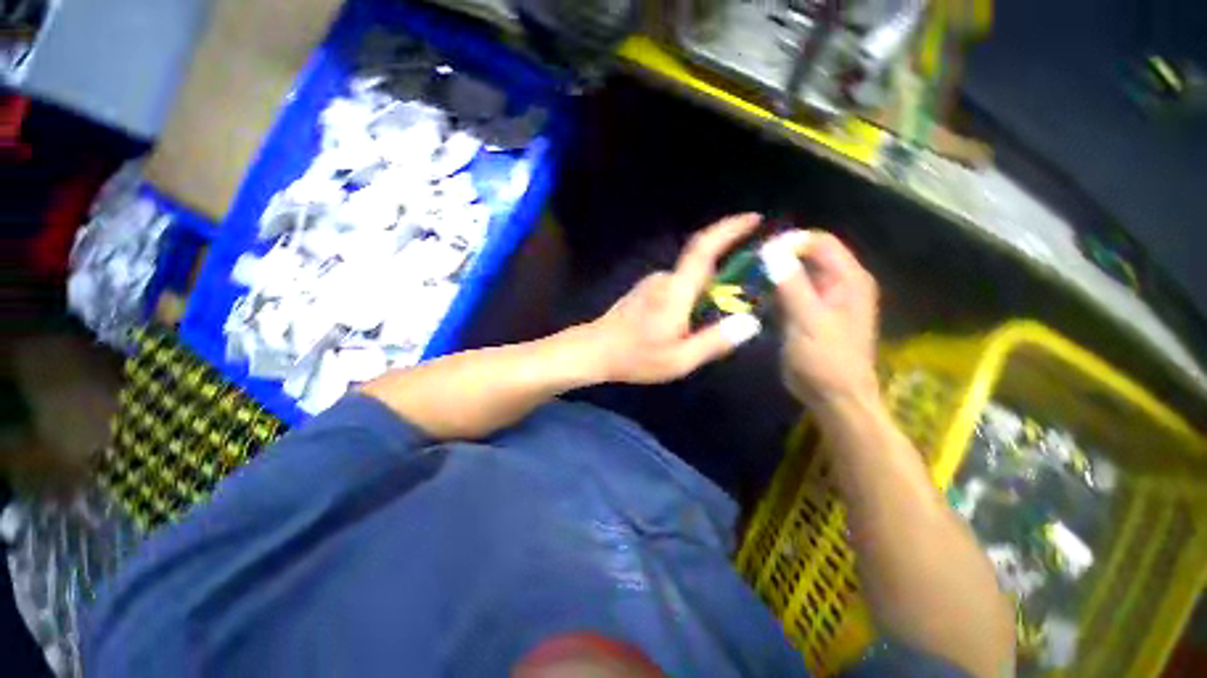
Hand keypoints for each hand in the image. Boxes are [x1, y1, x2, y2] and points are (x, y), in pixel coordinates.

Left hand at [588, 214, 764, 384]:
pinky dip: (688, 301)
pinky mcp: (645, 290)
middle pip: (702, 267)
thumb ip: (715, 340)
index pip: (704, 248)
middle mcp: (664, 278)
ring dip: (703, 297)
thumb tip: (749, 323)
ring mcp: (652, 283)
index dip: (729, 229)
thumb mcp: (680, 359)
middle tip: (729, 313)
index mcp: (675, 290)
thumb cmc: (635, 357)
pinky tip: (680, 329)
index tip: (754, 219)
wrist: (595, 350)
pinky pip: (677, 289)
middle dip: (723, 281)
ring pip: (689, 282)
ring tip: (698, 331)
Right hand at [761, 230, 880, 409]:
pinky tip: (755, 299)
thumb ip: (791, 283)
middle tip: (748, 268)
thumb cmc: (826, 359)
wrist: (833, 396)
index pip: (819, 242)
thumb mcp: (808, 320)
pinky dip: (773, 293)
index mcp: (848, 279)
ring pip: (795, 275)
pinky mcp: (809, 313)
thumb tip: (771, 250)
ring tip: (747, 283)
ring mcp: (823, 299)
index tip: (759, 253)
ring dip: (772, 277)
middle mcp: (838, 283)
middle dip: (777, 259)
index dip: (790, 242)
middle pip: (806, 256)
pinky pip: (789, 293)